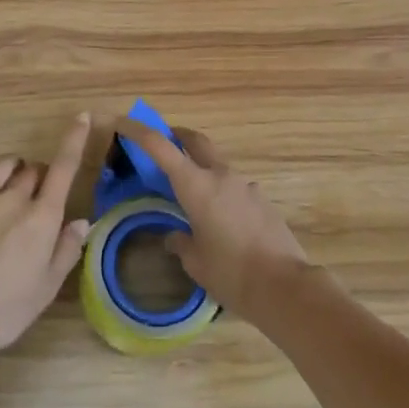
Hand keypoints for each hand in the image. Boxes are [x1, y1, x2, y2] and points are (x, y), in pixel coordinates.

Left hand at [0, 115, 91, 361]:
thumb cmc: (4, 309)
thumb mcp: (46, 288)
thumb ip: (66, 250)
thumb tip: (81, 221)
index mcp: (42, 217)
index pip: (64, 167)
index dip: (75, 139)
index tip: (83, 117)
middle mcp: (13, 199)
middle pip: (33, 169)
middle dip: (41, 177)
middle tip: (38, 199)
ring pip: (3, 165)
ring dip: (14, 170)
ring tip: (11, 186)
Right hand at [115, 121, 310, 323]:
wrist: (285, 286)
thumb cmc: (231, 273)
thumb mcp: (196, 262)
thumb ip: (180, 242)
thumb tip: (174, 236)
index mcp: (197, 185)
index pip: (161, 146)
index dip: (139, 131)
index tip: (123, 122)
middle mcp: (221, 176)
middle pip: (195, 140)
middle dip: (176, 135)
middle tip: (162, 144)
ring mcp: (246, 185)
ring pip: (217, 164)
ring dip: (201, 168)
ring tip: (192, 197)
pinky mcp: (262, 200)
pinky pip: (235, 187)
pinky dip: (221, 192)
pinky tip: (221, 221)